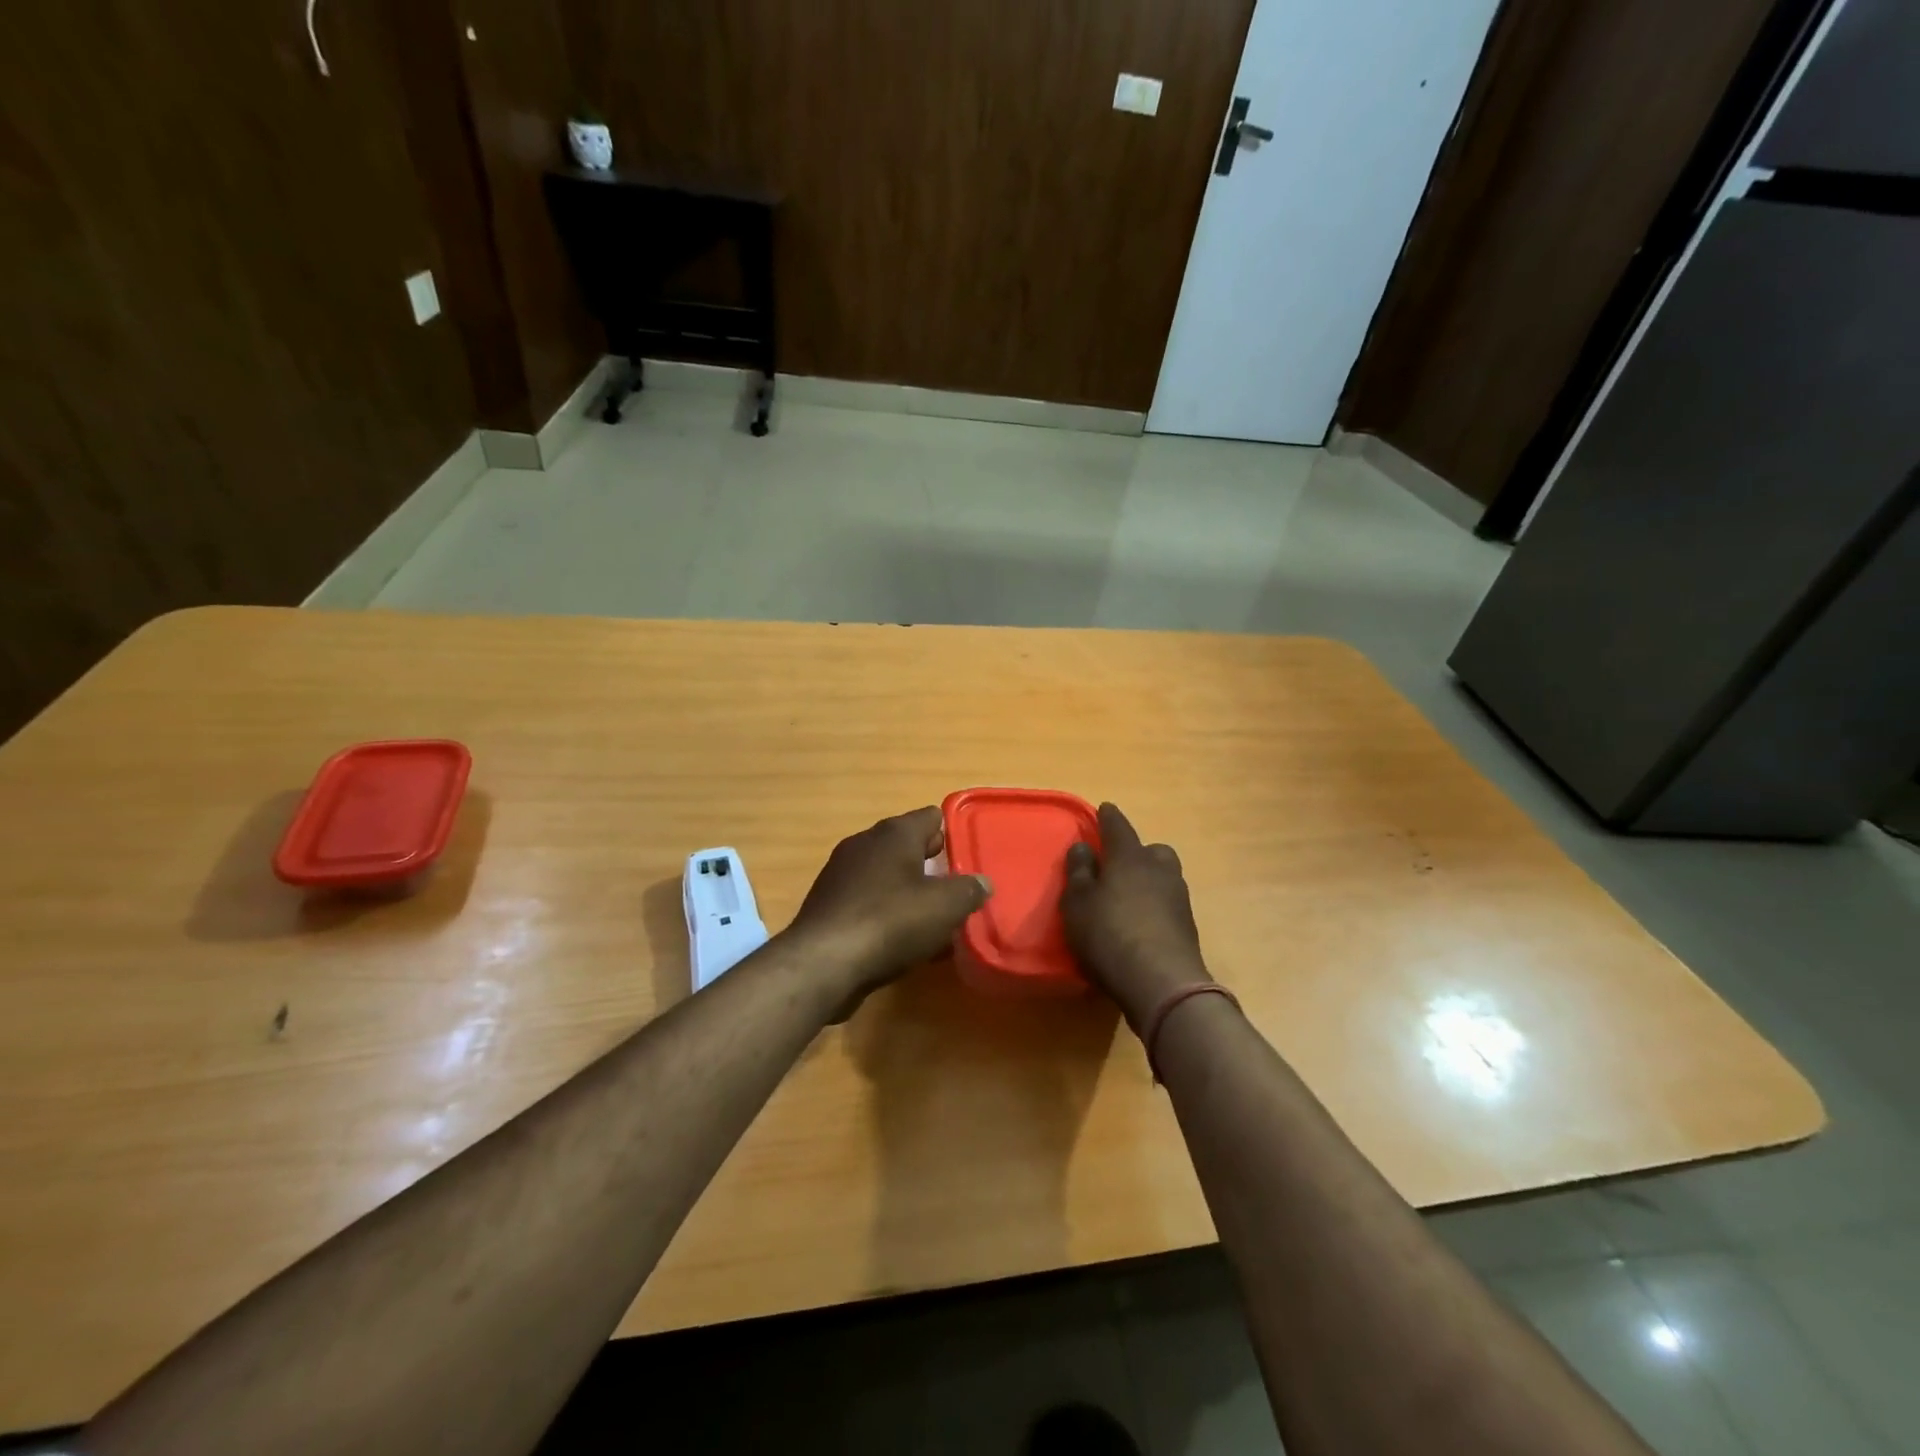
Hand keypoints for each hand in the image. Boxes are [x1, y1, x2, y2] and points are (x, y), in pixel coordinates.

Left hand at [787, 806, 991, 1012]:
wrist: (822, 963)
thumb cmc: (890, 923)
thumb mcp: (945, 907)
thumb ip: (969, 890)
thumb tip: (982, 883)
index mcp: (894, 833)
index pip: (931, 817)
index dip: (952, 836)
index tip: (968, 862)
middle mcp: (864, 843)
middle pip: (907, 846)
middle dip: (931, 867)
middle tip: (955, 894)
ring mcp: (841, 873)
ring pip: (886, 875)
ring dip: (907, 893)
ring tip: (931, 922)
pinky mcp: (827, 904)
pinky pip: (867, 901)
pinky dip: (884, 914)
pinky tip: (899, 942)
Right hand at [1061, 802, 1211, 1028]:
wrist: (1162, 983)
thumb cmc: (1109, 935)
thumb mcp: (1078, 903)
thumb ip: (1079, 872)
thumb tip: (1083, 846)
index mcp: (1129, 857)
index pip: (1118, 827)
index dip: (1108, 817)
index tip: (1104, 809)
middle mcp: (1159, 869)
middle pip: (1151, 849)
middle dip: (1136, 851)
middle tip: (1118, 864)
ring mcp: (1178, 897)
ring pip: (1164, 875)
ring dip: (1149, 879)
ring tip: (1130, 896)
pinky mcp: (1188, 925)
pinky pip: (1168, 903)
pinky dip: (1156, 905)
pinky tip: (1143, 922)